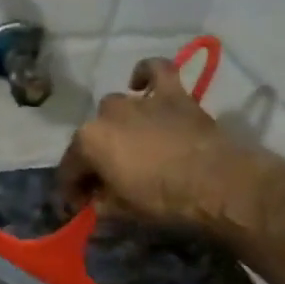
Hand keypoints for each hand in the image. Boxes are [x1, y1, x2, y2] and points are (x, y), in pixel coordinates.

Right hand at [57, 56, 280, 234]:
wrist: (215, 183)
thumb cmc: (161, 199)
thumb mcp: (120, 212)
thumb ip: (99, 203)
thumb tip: (93, 202)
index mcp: (88, 141)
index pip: (69, 168)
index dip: (72, 189)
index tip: (79, 205)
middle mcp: (107, 114)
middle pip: (90, 136)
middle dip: (94, 158)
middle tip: (107, 181)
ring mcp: (140, 100)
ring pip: (115, 105)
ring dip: (116, 124)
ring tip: (126, 142)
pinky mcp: (173, 94)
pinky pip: (156, 71)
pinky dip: (147, 74)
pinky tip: (141, 84)